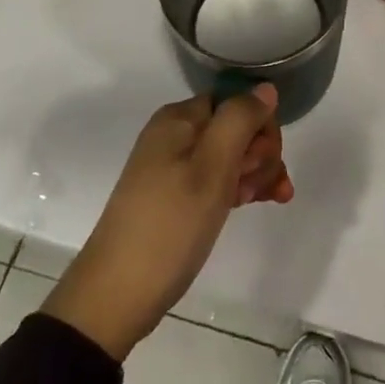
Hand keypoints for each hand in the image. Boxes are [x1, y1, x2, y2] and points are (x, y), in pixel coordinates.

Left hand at [42, 85, 292, 360]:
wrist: (118, 295)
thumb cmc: (170, 224)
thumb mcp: (212, 167)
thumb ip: (241, 120)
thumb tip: (266, 88)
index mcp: (179, 118)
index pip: (236, 101)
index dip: (260, 126)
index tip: (267, 159)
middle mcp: (176, 135)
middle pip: (236, 128)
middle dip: (260, 153)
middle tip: (258, 187)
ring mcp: (175, 167)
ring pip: (232, 156)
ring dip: (256, 173)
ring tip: (265, 201)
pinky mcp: (177, 197)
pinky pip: (218, 179)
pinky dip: (240, 187)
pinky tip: (259, 203)